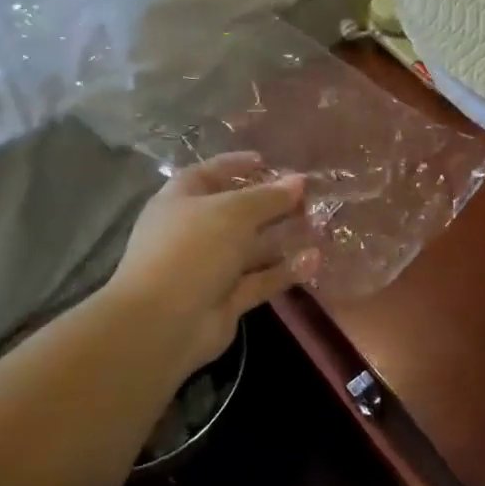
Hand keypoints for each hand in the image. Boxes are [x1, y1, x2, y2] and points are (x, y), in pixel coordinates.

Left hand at [107, 152, 318, 378]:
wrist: (163, 323)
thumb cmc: (192, 249)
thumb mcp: (234, 212)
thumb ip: (269, 196)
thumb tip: (299, 180)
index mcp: (181, 201)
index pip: (209, 174)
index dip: (236, 165)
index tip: (269, 162)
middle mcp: (194, 232)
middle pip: (237, 212)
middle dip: (272, 204)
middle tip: (309, 196)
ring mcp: (210, 268)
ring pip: (252, 247)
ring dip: (284, 237)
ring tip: (321, 225)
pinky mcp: (226, 299)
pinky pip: (260, 279)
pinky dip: (284, 270)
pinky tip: (315, 259)